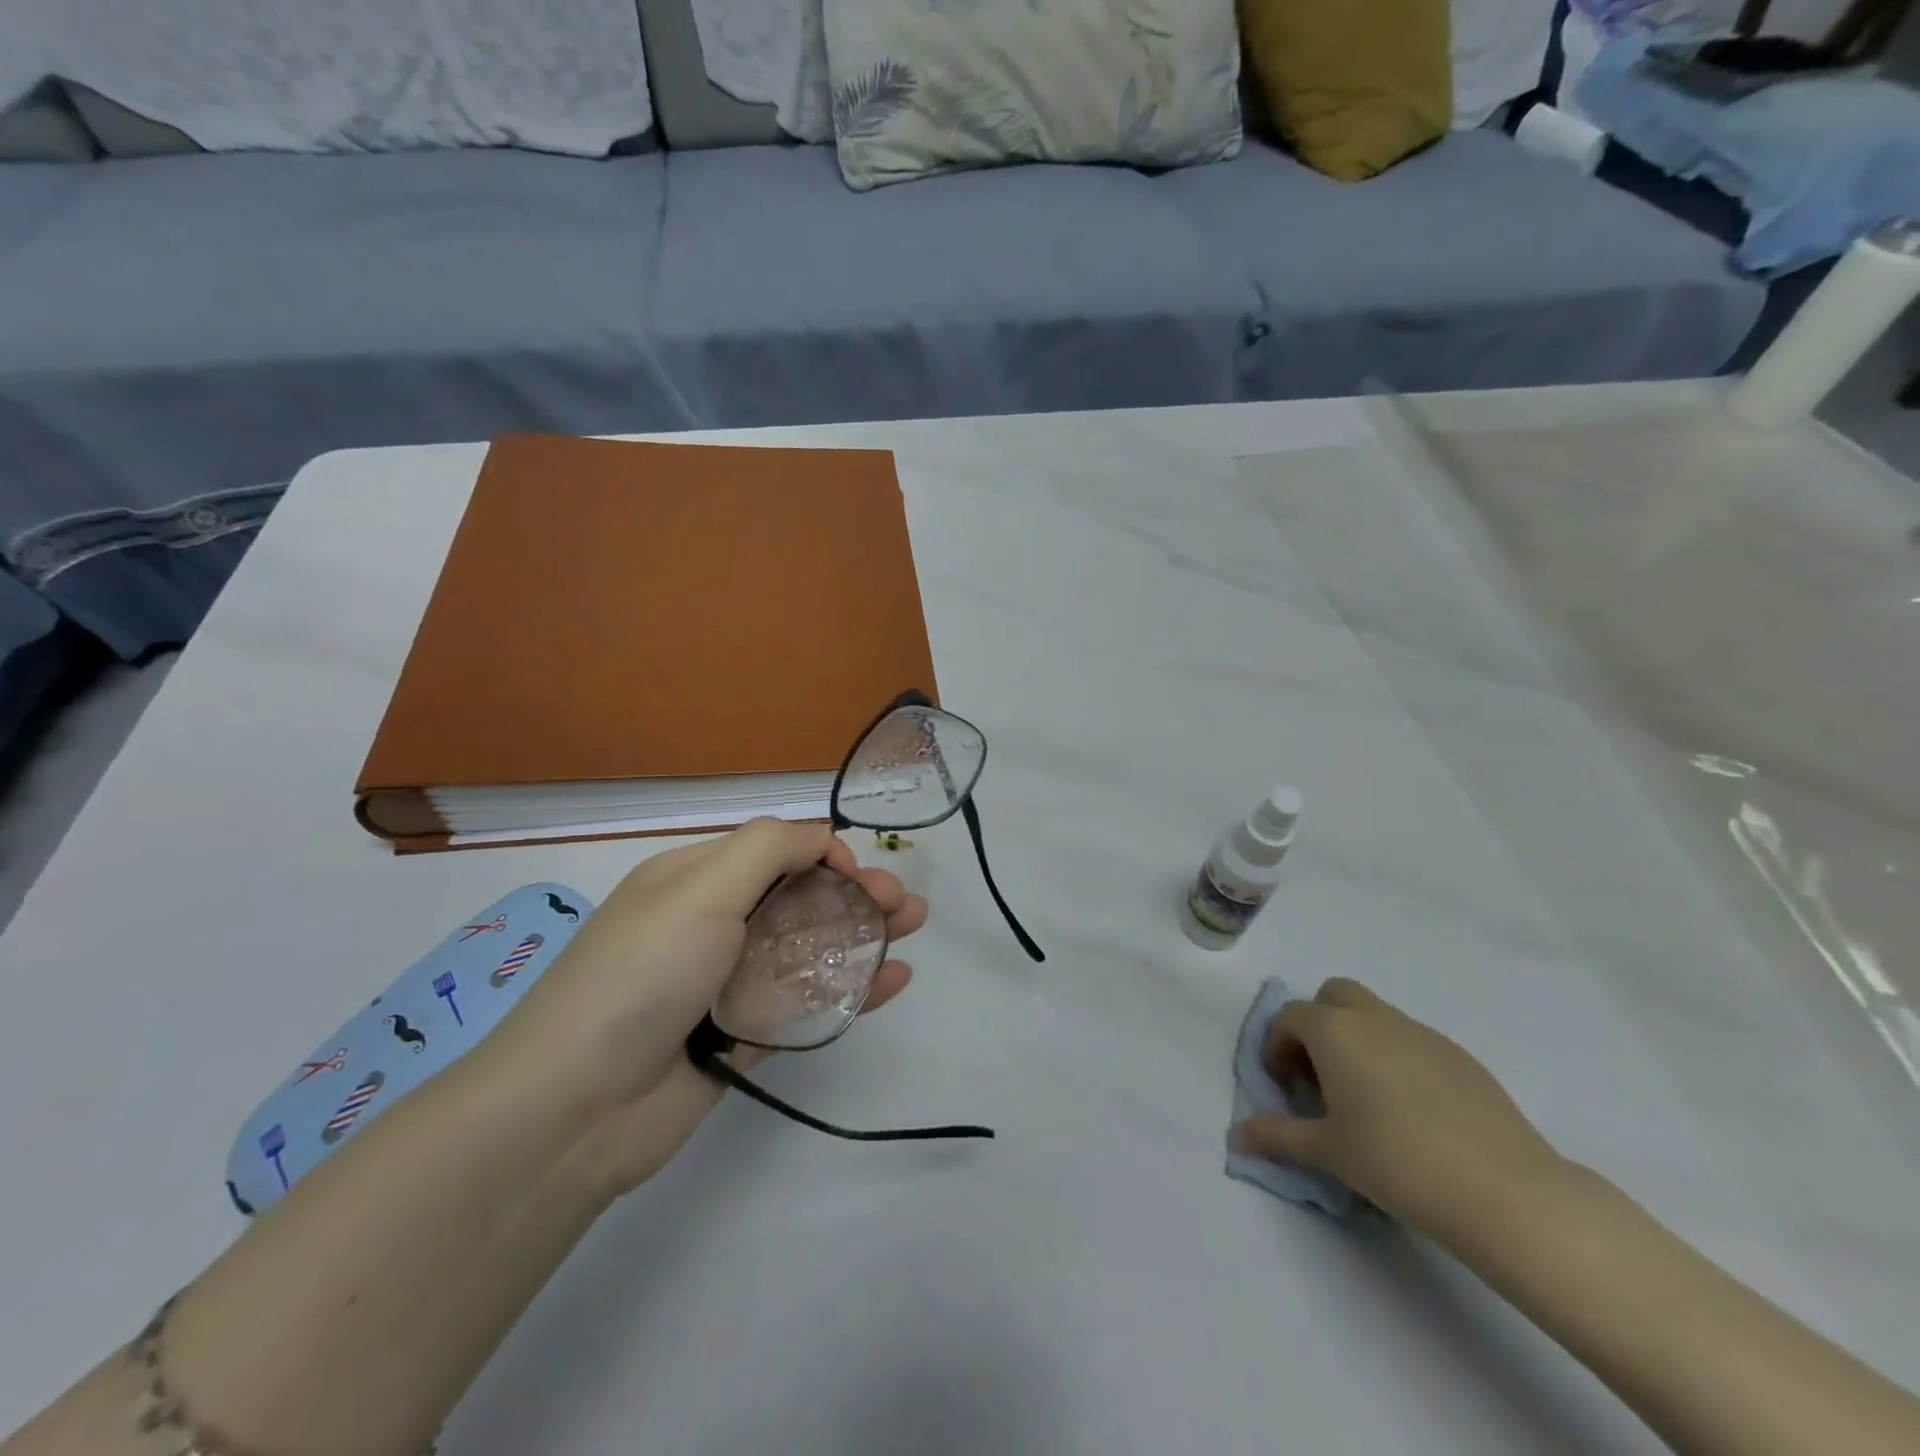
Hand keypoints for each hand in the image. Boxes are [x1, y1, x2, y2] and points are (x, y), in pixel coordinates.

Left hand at [495, 819, 926, 1196]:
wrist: (577, 1107)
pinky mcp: (744, 1036)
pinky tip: (895, 980)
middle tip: (906, 904)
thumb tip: (824, 841)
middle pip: (800, 898)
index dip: (823, 854)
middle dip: (857, 893)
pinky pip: (807, 1001)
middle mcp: (713, 924)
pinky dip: (852, 988)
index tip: (856, 874)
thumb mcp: (701, 888)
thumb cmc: (643, 974)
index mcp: (695, 879)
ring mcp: (729, 983)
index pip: (773, 850)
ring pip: (810, 948)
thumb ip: (769, 849)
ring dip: (865, 934)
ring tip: (916, 927)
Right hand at [1231, 978, 1561, 1239]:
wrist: (1504, 1191)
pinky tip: (1413, 1112)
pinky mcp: (1461, 1056)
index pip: (1291, 1017)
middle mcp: (1375, 1019)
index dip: (1279, 1046)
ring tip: (1366, 1099)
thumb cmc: (1396, 1162)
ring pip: (1376, 1016)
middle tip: (1321, 1076)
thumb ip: (1277, 1137)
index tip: (1287, 1087)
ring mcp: (1423, 1033)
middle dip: (1319, 1025)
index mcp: (1335, 1031)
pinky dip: (1397, 1059)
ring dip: (1358, 1040)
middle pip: (1335, 996)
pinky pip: (1413, 1041)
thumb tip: (1236, 1137)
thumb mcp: (1326, 1151)